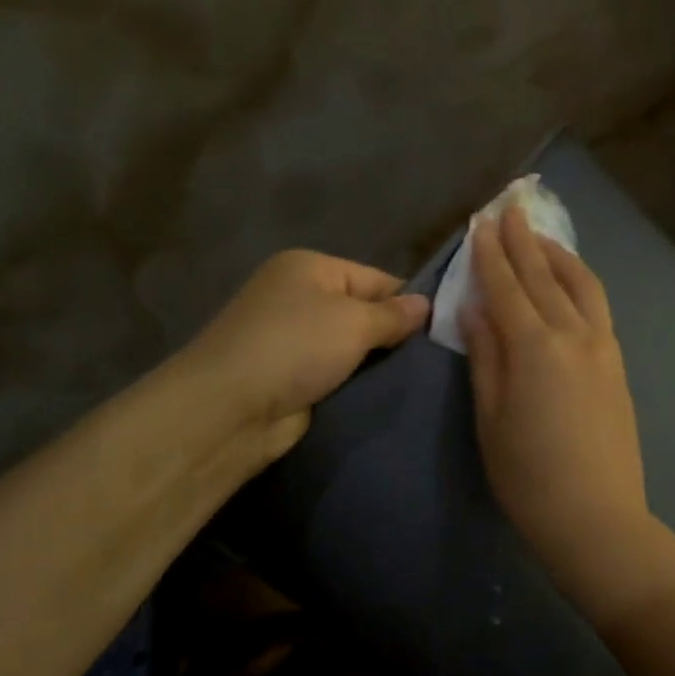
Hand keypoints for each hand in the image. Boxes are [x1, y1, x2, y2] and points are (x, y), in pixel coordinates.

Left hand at [185, 250, 428, 461]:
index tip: (444, 331)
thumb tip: (426, 304)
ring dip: (375, 364)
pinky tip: (385, 395)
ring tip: (419, 380)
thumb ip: (393, 315)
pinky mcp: (290, 377)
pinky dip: (355, 383)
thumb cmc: (295, 347)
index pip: (377, 278)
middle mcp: (298, 296)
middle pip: (363, 312)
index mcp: (310, 267)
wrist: (230, 408)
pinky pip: (335, 374)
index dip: (410, 304)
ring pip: (351, 348)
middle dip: (394, 336)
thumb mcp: (354, 322)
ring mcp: (291, 339)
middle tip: (436, 359)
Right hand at [463, 205, 652, 590]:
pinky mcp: (617, 363)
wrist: (597, 517)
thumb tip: (475, 309)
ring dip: (557, 254)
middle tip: (509, 208)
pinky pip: (597, 306)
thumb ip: (485, 356)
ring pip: (580, 284)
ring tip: (539, 236)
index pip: (506, 287)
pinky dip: (579, 281)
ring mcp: (603, 347)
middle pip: (543, 276)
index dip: (490, 254)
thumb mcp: (491, 417)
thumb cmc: (529, 476)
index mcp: (535, 348)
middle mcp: (574, 335)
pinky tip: (569, 280)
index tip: (480, 223)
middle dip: (523, 240)